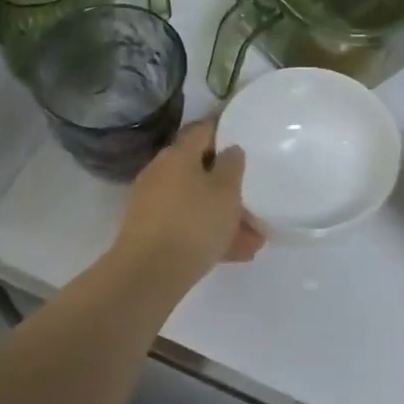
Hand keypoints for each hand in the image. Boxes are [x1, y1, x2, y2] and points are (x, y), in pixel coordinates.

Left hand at [111, 120, 264, 286]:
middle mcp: (162, 172)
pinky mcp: (151, 231)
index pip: (203, 130)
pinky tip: (237, 252)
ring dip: (224, 215)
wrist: (147, 274)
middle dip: (228, 184)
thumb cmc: (193, 222)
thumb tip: (230, 149)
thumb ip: (232, 166)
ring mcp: (153, 203)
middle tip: (254, 193)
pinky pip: (188, 225)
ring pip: (197, 202)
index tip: (244, 134)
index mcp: (178, 154)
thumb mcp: (226, 191)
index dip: (224, 129)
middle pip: (200, 169)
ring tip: (255, 236)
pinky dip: (210, 233)